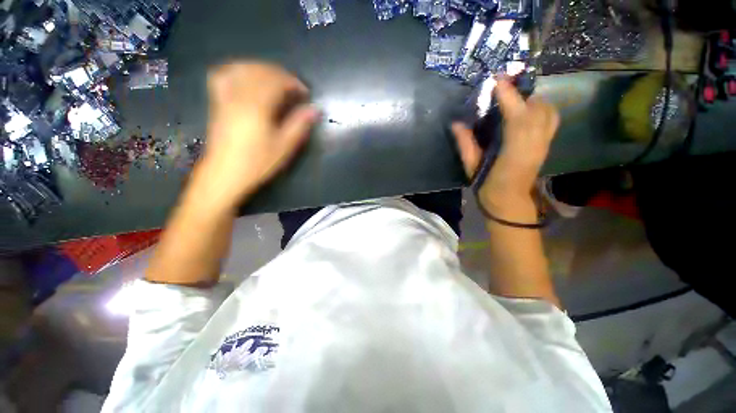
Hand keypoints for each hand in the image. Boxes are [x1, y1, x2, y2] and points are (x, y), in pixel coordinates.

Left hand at [191, 62, 318, 210]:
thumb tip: (315, 109)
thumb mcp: (284, 147)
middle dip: (280, 74)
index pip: (276, 81)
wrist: (225, 174)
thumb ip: (299, 125)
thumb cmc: (258, 163)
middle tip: (294, 88)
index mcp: (257, 106)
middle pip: (260, 71)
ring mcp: (225, 97)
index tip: (305, 93)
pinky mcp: (217, 102)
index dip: (293, 83)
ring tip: (275, 80)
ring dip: (262, 69)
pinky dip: (238, 70)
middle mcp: (239, 95)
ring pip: (243, 69)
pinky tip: (247, 77)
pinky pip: (224, 75)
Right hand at [452, 78, 558, 202]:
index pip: (516, 115)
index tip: (497, 79)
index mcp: (514, 151)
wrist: (510, 202)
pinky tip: (525, 111)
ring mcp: (544, 143)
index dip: (508, 95)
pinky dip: (540, 108)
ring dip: (531, 100)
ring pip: (547, 111)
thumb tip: (456, 124)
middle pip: (536, 108)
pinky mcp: (547, 144)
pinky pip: (550, 118)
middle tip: (502, 87)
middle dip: (520, 93)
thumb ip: (465, 145)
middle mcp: (534, 143)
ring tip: (514, 99)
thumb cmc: (488, 187)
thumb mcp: (472, 167)